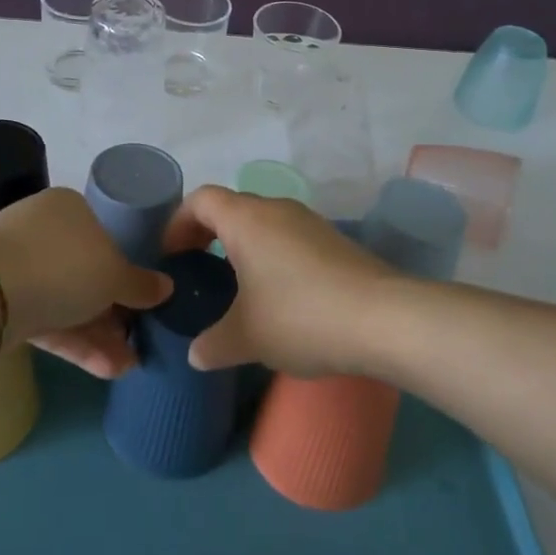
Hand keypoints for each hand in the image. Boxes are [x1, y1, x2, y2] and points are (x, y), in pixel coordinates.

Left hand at [0, 188, 169, 378]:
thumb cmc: (64, 265)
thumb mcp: (115, 274)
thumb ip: (140, 284)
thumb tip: (165, 287)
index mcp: (68, 207)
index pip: (103, 234)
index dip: (125, 267)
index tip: (143, 297)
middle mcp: (42, 230)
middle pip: (85, 271)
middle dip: (114, 310)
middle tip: (139, 337)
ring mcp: (19, 268)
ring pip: (67, 301)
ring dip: (99, 335)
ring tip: (130, 365)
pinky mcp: (4, 305)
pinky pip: (48, 321)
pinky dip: (75, 343)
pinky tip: (107, 370)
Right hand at [160, 186, 400, 375]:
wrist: (384, 319)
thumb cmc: (300, 317)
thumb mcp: (247, 337)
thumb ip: (213, 344)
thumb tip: (196, 354)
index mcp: (246, 219)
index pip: (201, 199)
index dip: (178, 222)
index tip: (171, 256)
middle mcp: (276, 209)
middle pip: (231, 207)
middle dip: (208, 234)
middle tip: (197, 270)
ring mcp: (310, 222)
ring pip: (263, 223)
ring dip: (243, 246)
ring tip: (236, 288)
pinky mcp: (334, 241)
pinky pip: (289, 238)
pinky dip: (272, 257)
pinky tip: (279, 297)